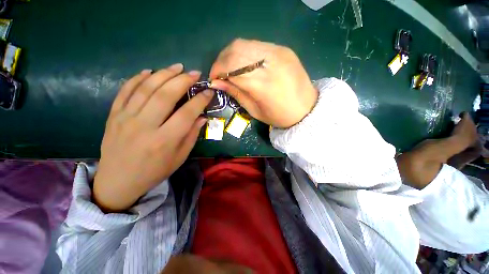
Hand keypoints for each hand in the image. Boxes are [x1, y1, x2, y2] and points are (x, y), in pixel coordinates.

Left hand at [93, 64, 213, 211]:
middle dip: (183, 80)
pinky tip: (149, 71)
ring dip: (163, 74)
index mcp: (164, 140)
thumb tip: (202, 117)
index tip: (209, 91)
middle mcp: (144, 126)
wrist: (118, 181)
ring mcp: (125, 118)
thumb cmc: (154, 171)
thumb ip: (192, 135)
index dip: (200, 100)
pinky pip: (125, 91)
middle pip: (165, 95)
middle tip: (195, 73)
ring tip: (177, 67)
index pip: (186, 114)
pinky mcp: (113, 115)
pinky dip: (137, 78)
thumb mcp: (179, 157)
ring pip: (146, 88)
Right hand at [209, 39, 317, 127]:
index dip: (217, 71)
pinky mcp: (283, 49)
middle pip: (235, 50)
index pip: (230, 67)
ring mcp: (278, 52)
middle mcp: (269, 62)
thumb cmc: (279, 116)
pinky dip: (245, 53)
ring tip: (230, 68)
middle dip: (221, 61)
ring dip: (231, 55)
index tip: (213, 80)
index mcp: (262, 84)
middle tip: (220, 74)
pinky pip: (256, 45)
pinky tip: (245, 64)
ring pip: (244, 44)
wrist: (307, 108)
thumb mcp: (254, 111)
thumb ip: (235, 93)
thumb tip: (216, 83)